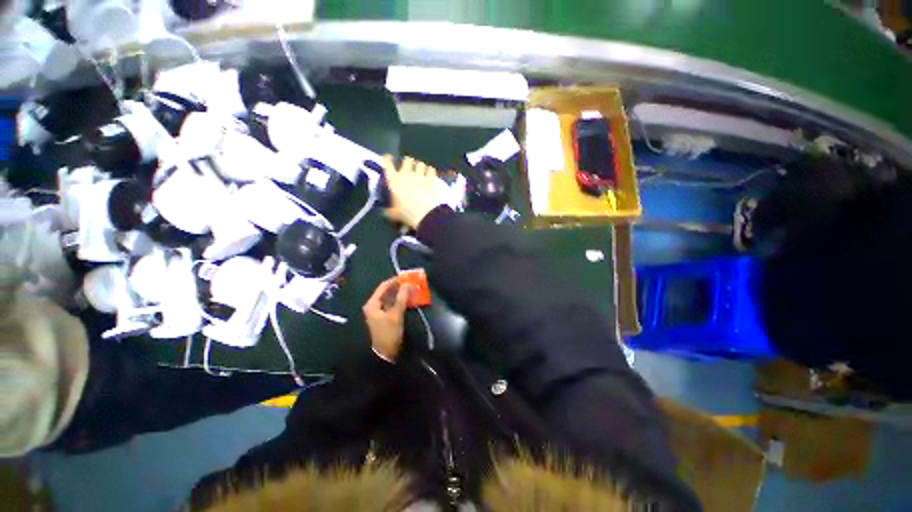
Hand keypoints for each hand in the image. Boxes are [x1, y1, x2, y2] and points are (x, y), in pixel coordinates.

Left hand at [363, 277, 412, 361]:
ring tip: (412, 289)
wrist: (386, 353)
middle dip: (399, 287)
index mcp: (372, 303)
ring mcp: (379, 312)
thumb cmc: (388, 332)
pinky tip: (409, 299)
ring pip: (391, 298)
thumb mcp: (396, 314)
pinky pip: (393, 304)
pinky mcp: (385, 317)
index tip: (406, 276)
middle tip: (411, 282)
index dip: (395, 280)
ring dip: (401, 294)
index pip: (383, 286)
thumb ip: (402, 298)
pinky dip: (401, 301)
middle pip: (387, 292)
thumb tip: (408, 284)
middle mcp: (374, 306)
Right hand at [382, 155, 449, 229]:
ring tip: (421, 170)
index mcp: (394, 181)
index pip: (388, 165)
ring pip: (420, 164)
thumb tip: (385, 212)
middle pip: (407, 160)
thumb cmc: (405, 213)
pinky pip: (431, 170)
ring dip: (420, 166)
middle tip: (409, 165)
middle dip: (408, 161)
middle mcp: (406, 174)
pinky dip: (430, 171)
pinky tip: (430, 173)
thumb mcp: (393, 214)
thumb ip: (389, 211)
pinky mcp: (431, 179)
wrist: (424, 214)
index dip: (387, 159)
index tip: (388, 157)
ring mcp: (420, 176)